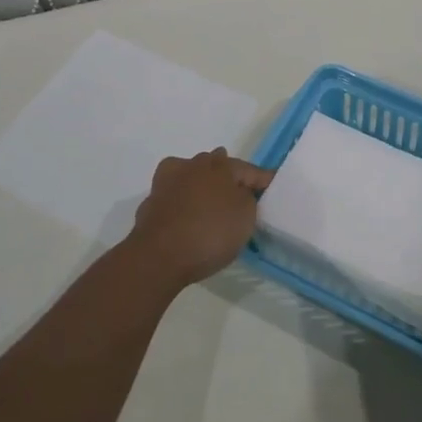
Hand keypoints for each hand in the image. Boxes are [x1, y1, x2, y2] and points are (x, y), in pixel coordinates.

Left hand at [125, 149, 271, 289]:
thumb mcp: (245, 218)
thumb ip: (247, 198)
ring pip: (189, 174)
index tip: (271, 185)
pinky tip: (185, 215)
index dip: (261, 179)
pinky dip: (182, 201)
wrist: (158, 256)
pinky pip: (173, 196)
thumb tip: (239, 192)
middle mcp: (193, 166)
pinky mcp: (150, 202)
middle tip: (238, 190)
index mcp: (220, 166)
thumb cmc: (210, 233)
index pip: (247, 169)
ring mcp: (168, 182)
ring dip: (200, 182)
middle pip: (215, 164)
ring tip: (209, 199)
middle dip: (227, 174)